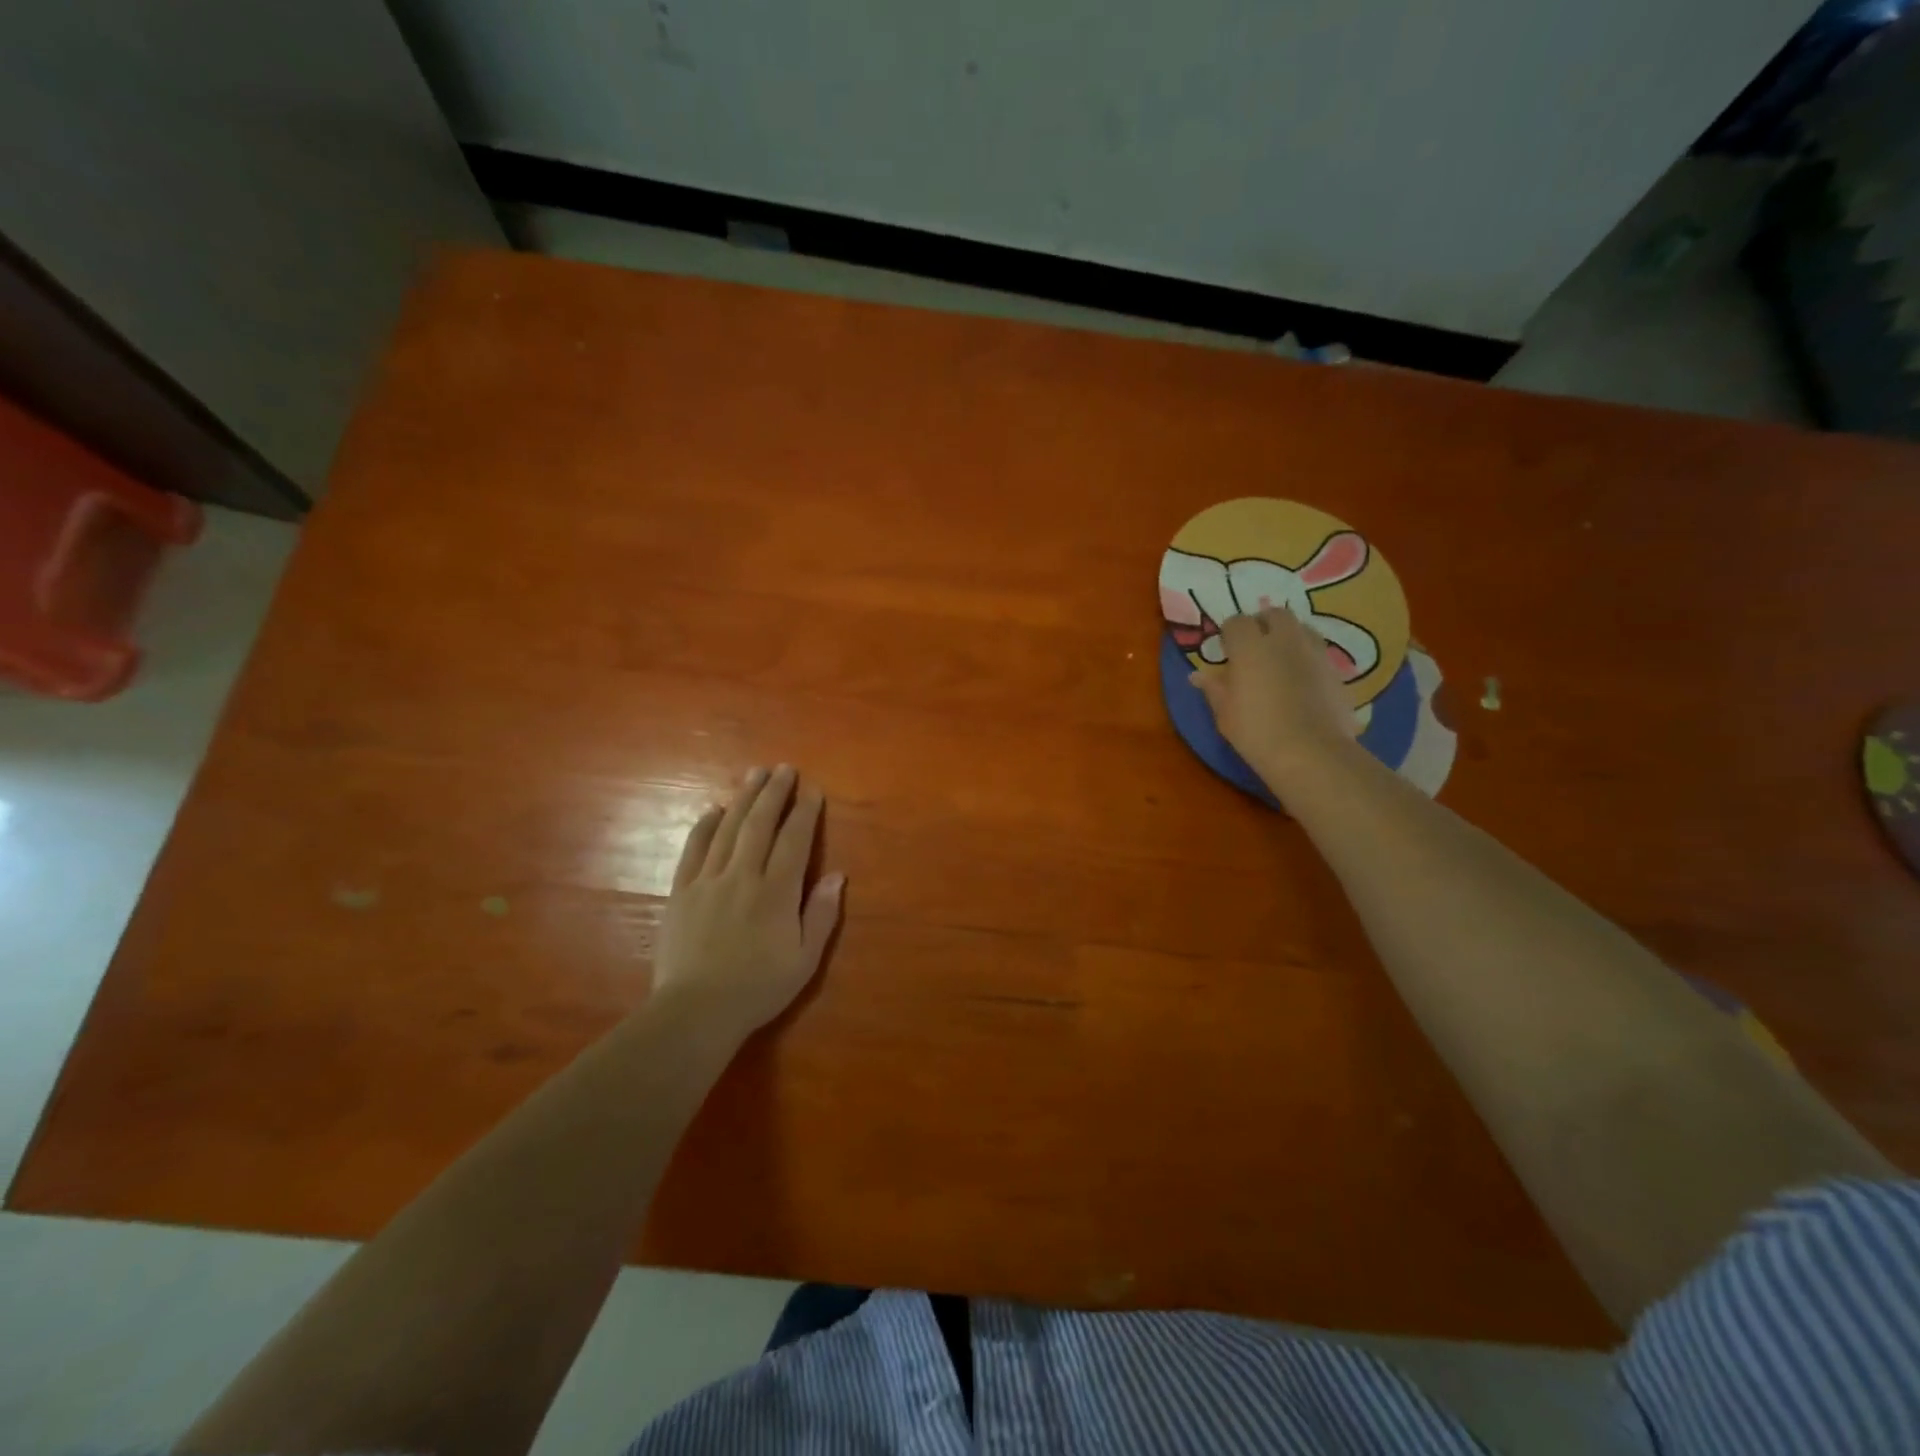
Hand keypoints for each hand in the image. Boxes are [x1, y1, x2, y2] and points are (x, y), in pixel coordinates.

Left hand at [653, 765, 844, 1038]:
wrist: (696, 1011)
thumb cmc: (758, 988)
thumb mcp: (805, 960)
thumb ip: (821, 915)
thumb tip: (838, 875)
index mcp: (776, 892)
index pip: (795, 840)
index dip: (805, 812)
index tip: (812, 789)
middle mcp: (743, 876)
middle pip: (760, 824)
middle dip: (774, 793)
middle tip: (784, 768)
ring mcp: (709, 880)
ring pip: (728, 829)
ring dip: (743, 798)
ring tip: (754, 774)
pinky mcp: (682, 891)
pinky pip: (694, 849)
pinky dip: (705, 826)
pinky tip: (713, 809)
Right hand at [1191, 607, 1357, 792]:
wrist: (1312, 753)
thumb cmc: (1257, 733)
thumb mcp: (1226, 714)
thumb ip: (1214, 689)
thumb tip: (1198, 675)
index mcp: (1250, 647)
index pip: (1236, 622)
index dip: (1229, 634)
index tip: (1226, 651)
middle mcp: (1284, 640)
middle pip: (1275, 614)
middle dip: (1263, 624)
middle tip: (1254, 647)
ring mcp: (1314, 652)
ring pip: (1301, 628)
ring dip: (1288, 636)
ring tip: (1280, 659)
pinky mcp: (1336, 669)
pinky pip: (1318, 651)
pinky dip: (1307, 657)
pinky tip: (1302, 680)